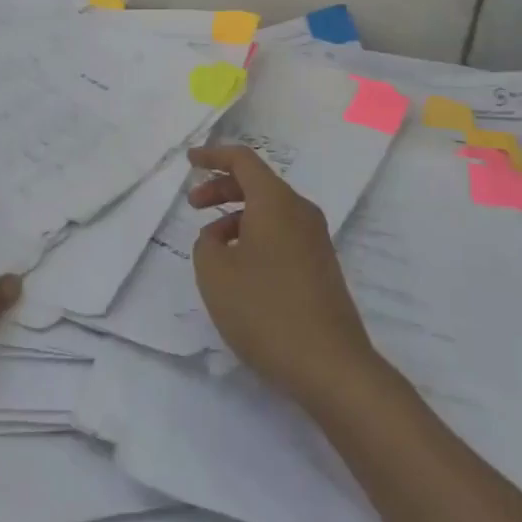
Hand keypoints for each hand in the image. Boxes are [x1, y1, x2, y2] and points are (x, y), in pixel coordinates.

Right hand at [188, 144, 379, 407]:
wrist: (330, 366)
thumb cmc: (266, 310)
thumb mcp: (215, 274)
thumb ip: (206, 244)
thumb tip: (219, 237)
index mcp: (275, 201)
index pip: (243, 160)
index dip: (213, 156)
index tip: (190, 161)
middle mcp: (300, 211)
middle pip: (257, 184)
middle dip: (222, 189)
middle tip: (193, 206)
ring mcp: (315, 239)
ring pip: (269, 211)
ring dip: (237, 218)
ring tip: (212, 250)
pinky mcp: (321, 266)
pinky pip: (282, 234)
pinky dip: (256, 237)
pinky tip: (240, 271)